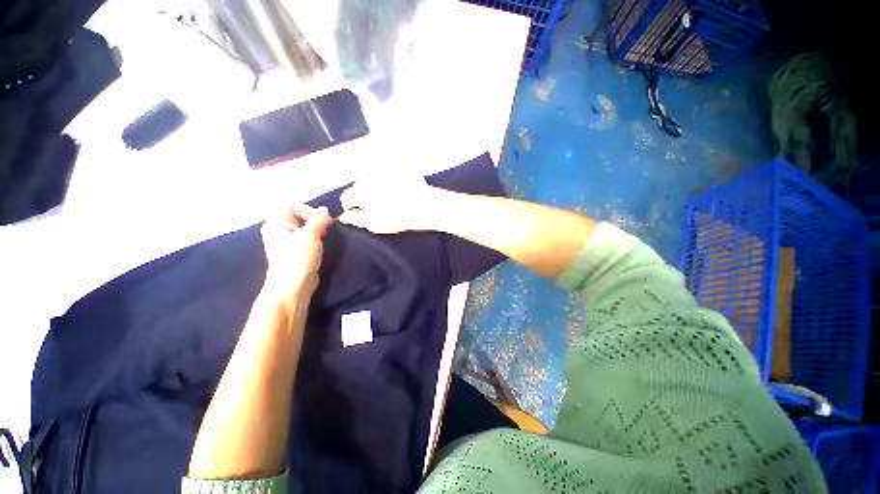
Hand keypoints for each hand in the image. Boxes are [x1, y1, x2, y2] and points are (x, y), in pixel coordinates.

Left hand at [260, 205, 332, 300]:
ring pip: (304, 228)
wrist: (293, 285)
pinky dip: (314, 240)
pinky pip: (305, 238)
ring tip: (323, 240)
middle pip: (299, 216)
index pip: (293, 205)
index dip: (309, 210)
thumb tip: (325, 210)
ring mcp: (285, 241)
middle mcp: (278, 229)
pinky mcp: (294, 251)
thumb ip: (319, 219)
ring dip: (317, 231)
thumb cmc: (298, 257)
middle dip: (315, 221)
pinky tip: (320, 247)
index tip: (321, 222)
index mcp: (277, 222)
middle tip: (324, 231)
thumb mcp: (311, 235)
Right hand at [338, 176, 439, 233]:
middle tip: (376, 206)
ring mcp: (384, 169)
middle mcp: (368, 176)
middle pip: (359, 186)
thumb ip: (355, 219)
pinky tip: (399, 188)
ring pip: (373, 178)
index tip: (357, 212)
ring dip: (376, 186)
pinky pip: (388, 172)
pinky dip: (389, 179)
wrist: (424, 206)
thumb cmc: (398, 218)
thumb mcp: (374, 224)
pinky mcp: (397, 166)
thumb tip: (343, 217)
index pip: (347, 197)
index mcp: (360, 191)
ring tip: (389, 196)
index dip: (350, 206)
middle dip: (364, 195)